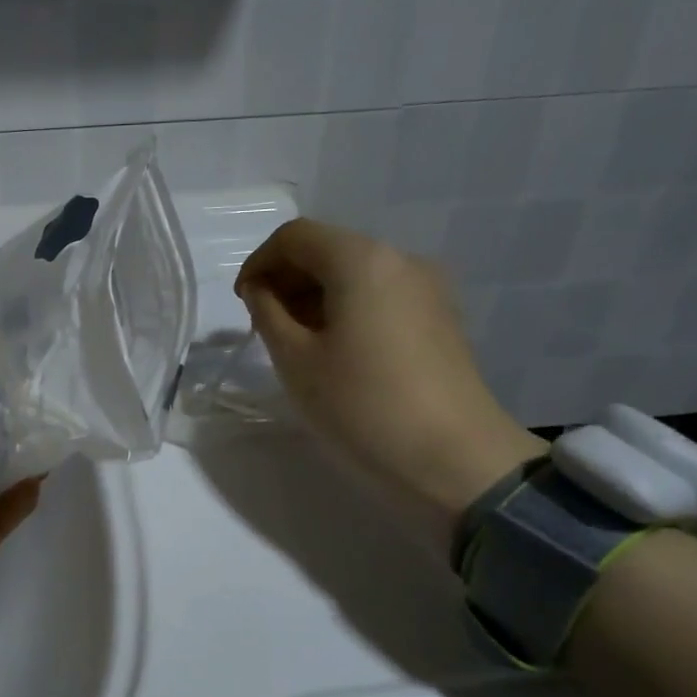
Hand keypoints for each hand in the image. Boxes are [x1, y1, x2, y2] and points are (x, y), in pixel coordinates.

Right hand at [235, 219, 545, 551]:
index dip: (259, 263)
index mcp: (361, 259)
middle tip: (264, 326)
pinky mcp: (441, 319)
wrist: (454, 460)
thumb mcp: (296, 360)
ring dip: (316, 297)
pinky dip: (347, 310)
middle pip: (329, 249)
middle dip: (288, 279)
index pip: (295, 236)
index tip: (242, 304)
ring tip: (297, 344)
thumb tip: (262, 290)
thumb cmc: (362, 406)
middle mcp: (400, 259)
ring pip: (356, 275)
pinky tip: (336, 352)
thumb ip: (268, 313)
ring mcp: (428, 289)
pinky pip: (381, 297)